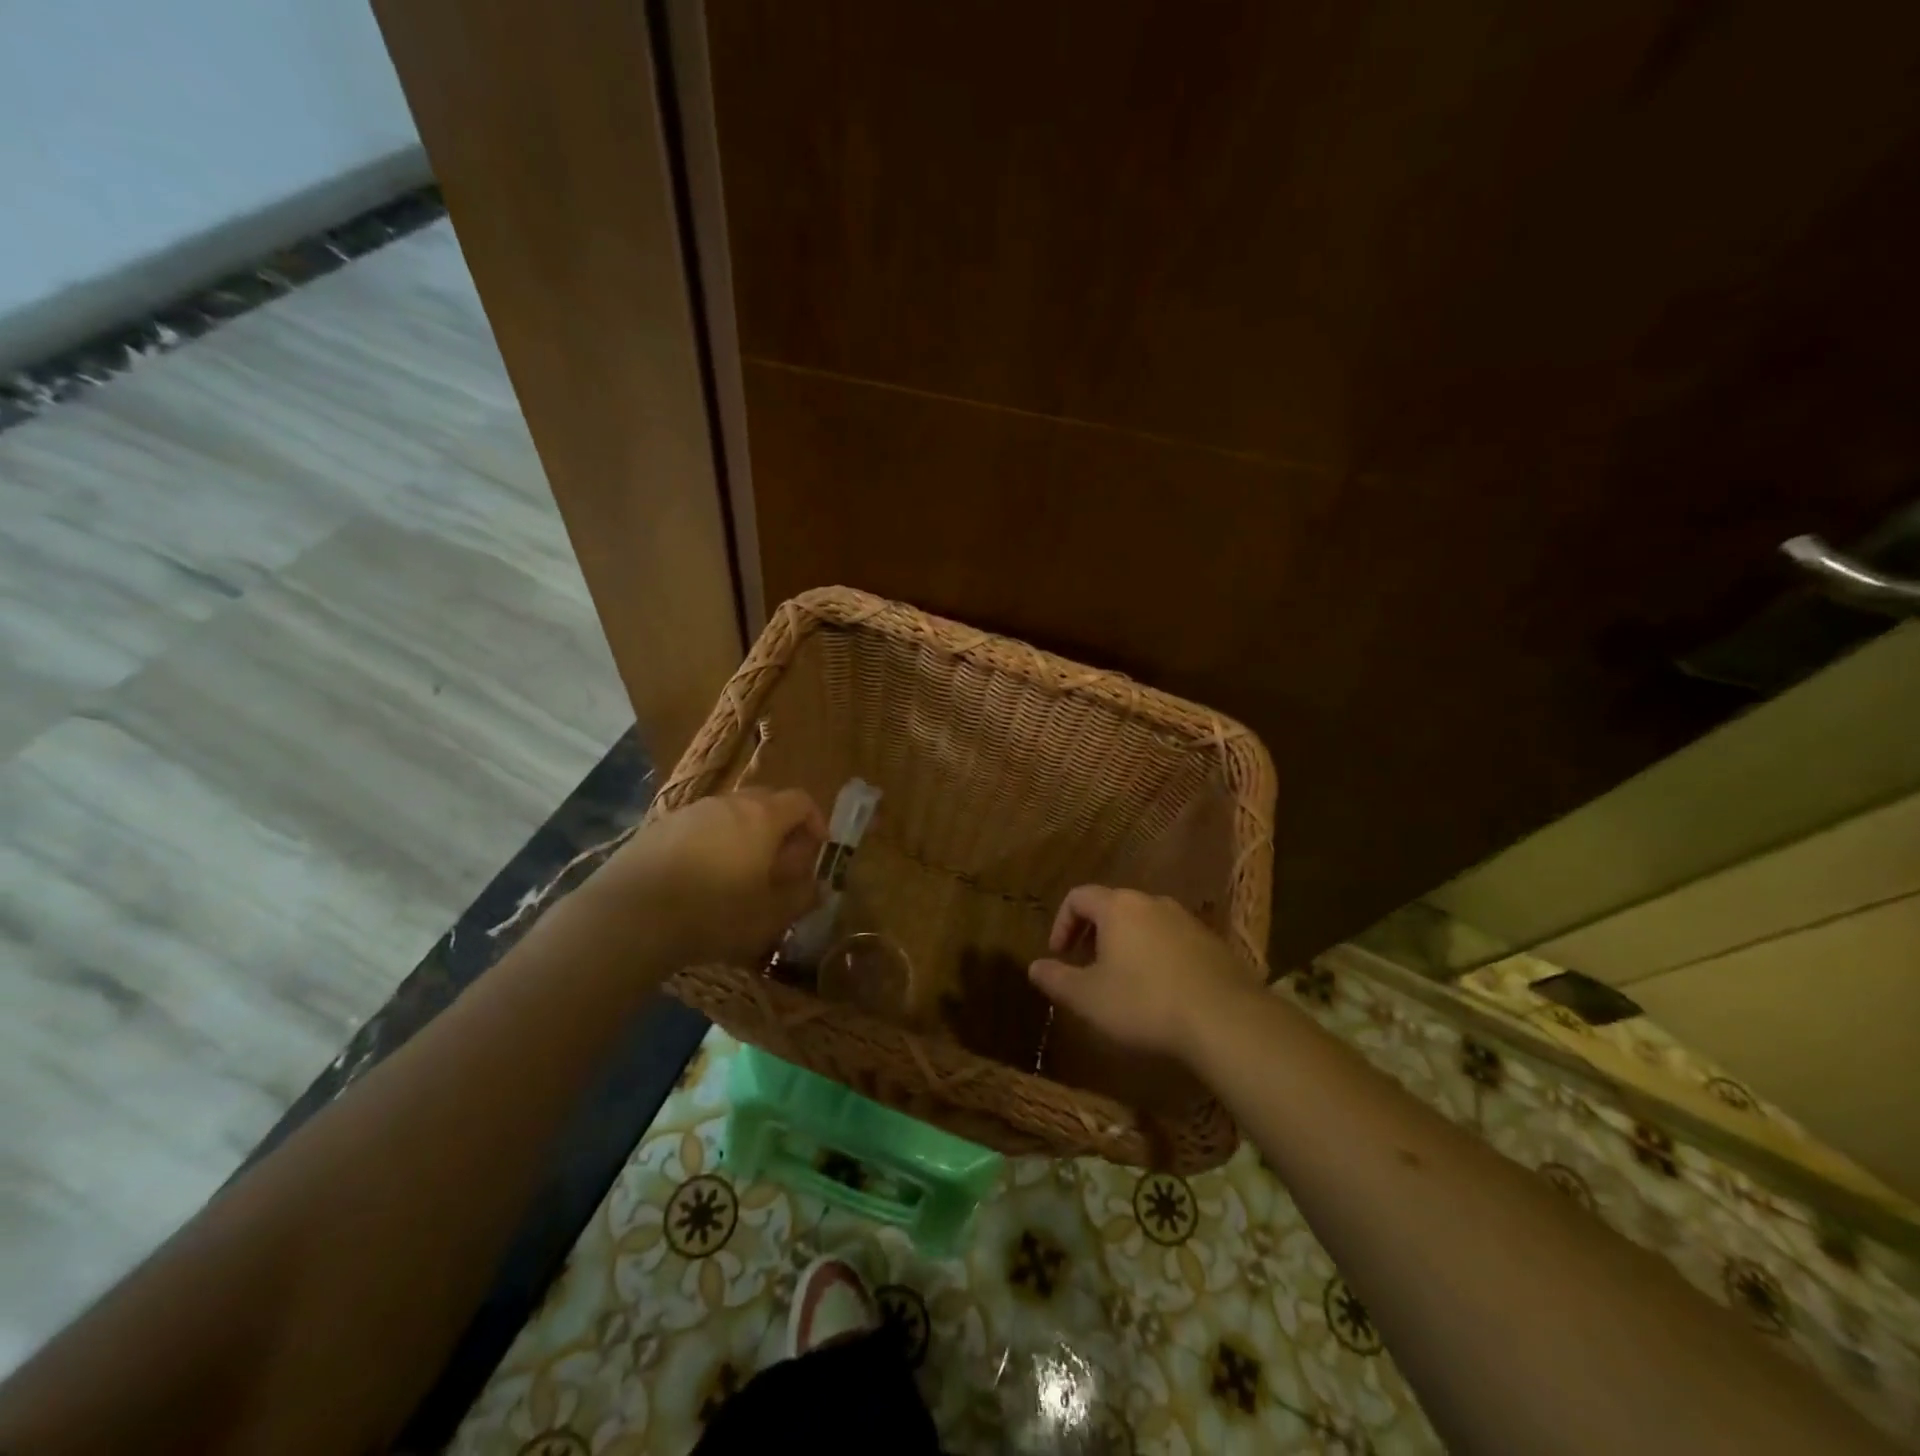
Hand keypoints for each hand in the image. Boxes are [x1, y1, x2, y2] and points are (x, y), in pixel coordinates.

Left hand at [604, 788, 825, 965]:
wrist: (629, 916)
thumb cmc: (713, 914)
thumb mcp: (769, 917)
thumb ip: (801, 898)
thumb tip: (818, 887)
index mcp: (763, 817)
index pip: (801, 801)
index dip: (816, 822)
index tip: (817, 850)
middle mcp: (729, 803)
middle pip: (766, 801)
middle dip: (780, 828)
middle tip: (779, 865)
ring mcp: (690, 812)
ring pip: (729, 814)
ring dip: (743, 836)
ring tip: (738, 875)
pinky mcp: (658, 827)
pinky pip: (698, 827)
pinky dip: (710, 844)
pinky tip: (698, 879)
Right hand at [1028, 886, 1256, 1063]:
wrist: (1225, 1019)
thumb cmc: (1144, 1003)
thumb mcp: (1088, 998)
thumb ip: (1056, 979)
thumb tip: (1034, 967)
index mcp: (1118, 907)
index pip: (1078, 896)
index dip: (1062, 923)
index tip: (1059, 955)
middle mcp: (1152, 902)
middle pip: (1112, 907)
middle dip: (1093, 934)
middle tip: (1087, 967)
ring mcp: (1187, 919)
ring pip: (1144, 922)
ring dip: (1126, 944)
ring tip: (1123, 980)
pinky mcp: (1213, 942)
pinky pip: (1172, 939)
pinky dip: (1156, 955)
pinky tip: (1161, 990)